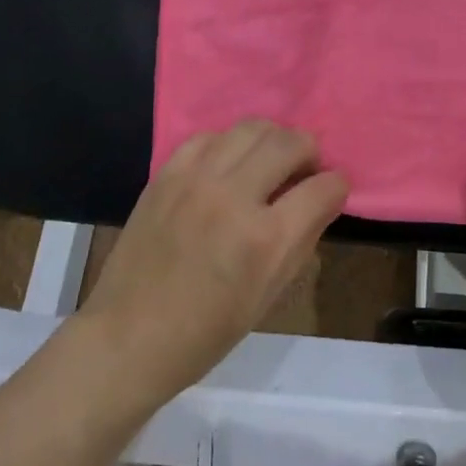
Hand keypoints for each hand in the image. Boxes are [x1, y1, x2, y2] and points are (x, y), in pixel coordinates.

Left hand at [77, 120, 348, 407]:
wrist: (128, 337)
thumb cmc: (205, 333)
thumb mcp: (268, 296)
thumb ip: (302, 241)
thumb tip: (322, 200)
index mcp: (265, 239)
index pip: (322, 187)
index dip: (337, 185)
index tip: (334, 189)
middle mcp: (234, 197)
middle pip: (289, 142)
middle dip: (309, 151)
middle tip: (306, 168)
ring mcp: (197, 179)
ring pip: (251, 128)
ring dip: (272, 139)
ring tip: (270, 159)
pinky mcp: (167, 173)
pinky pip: (210, 136)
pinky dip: (229, 144)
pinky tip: (228, 164)